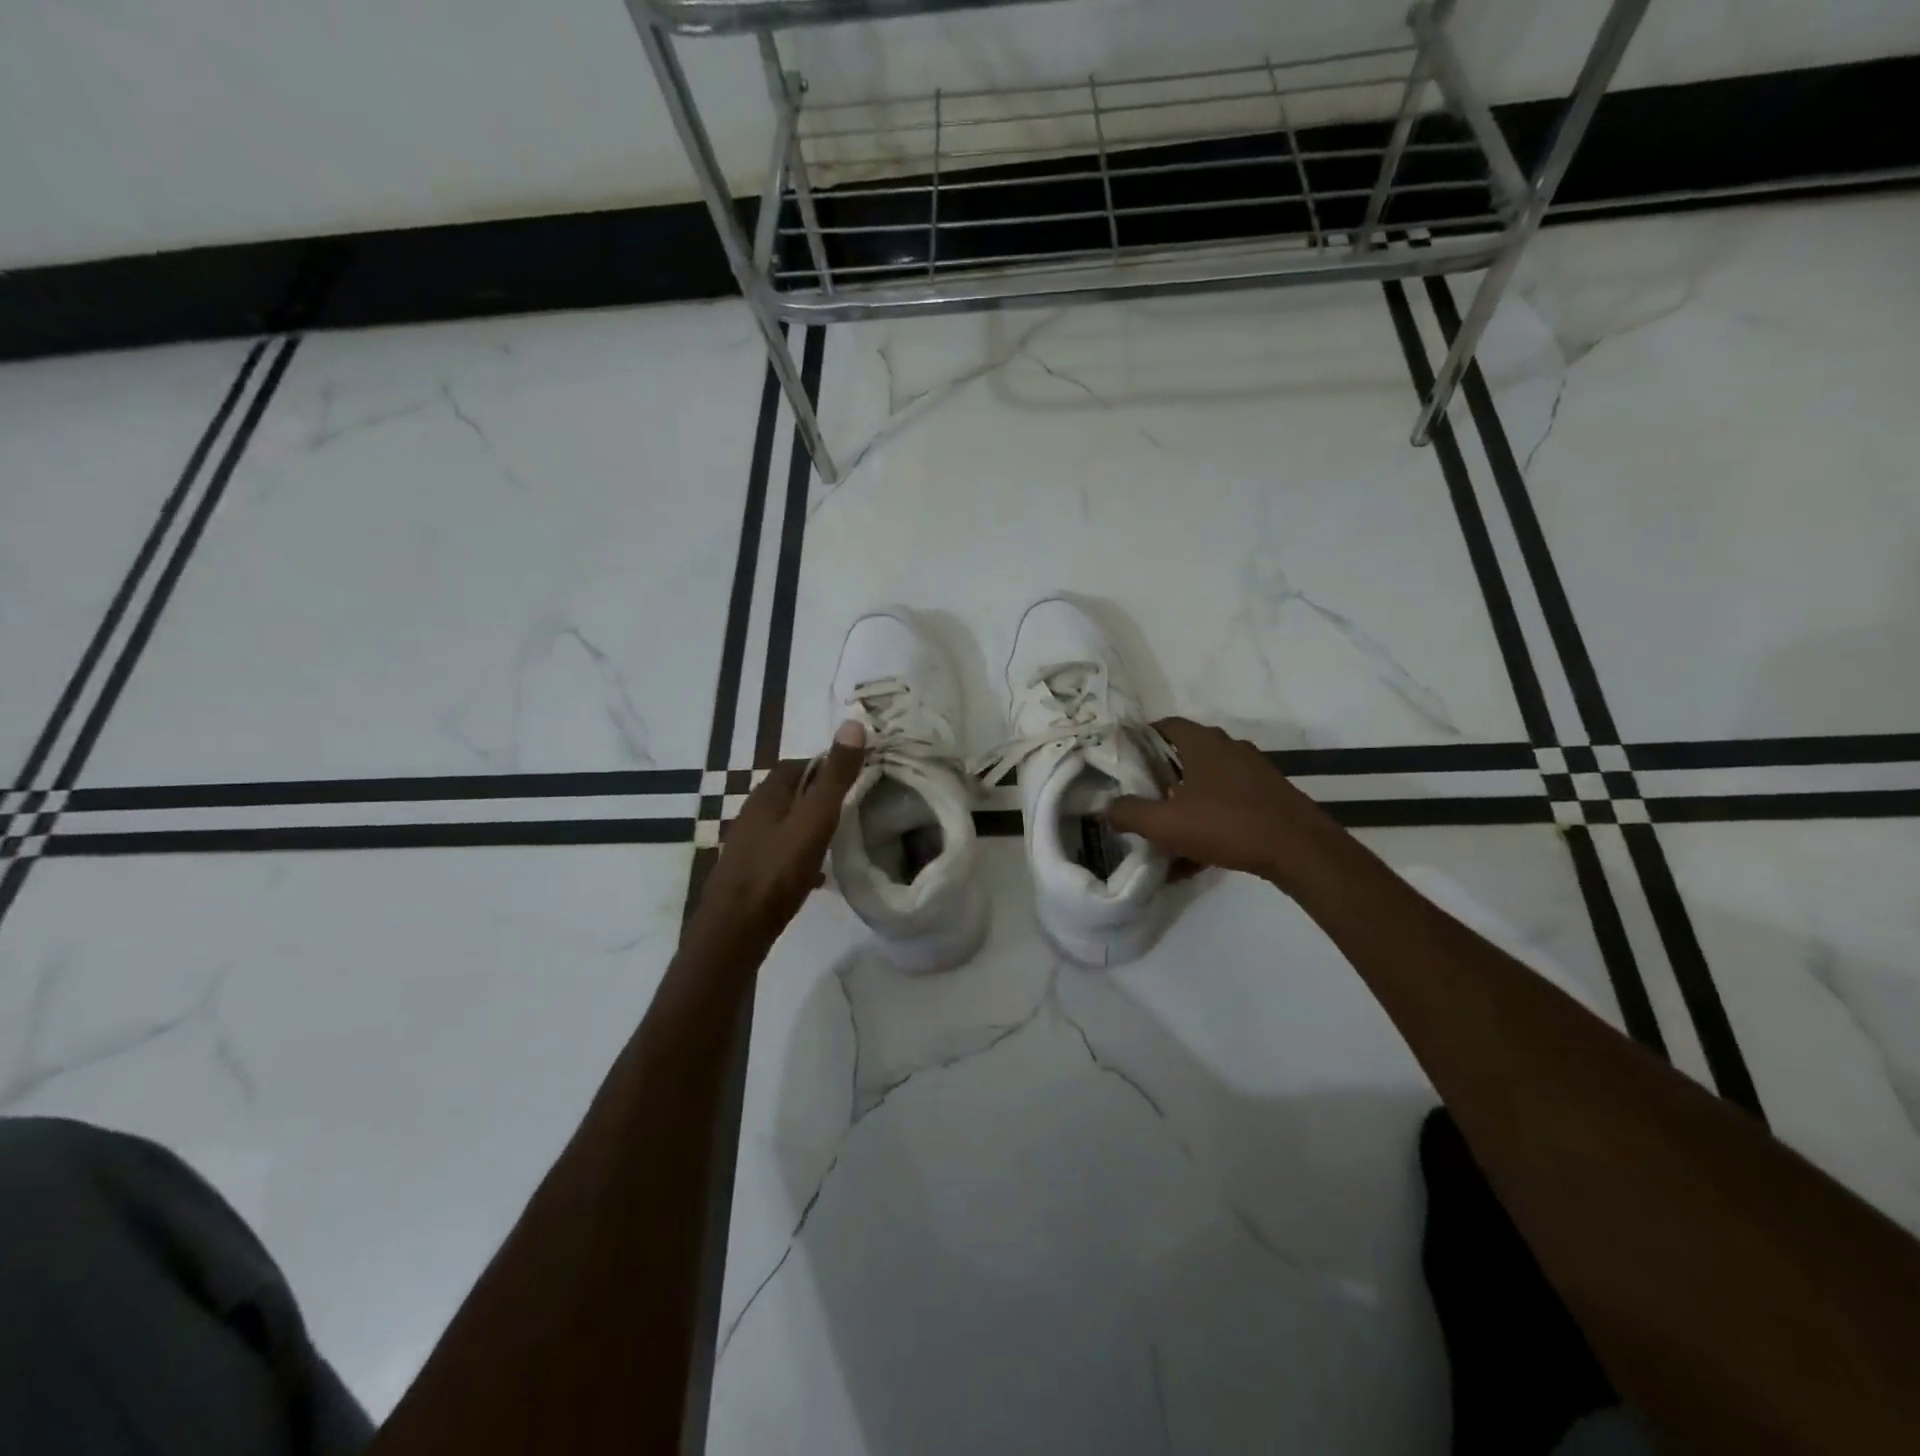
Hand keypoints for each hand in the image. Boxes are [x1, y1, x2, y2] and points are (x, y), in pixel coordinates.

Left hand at [683, 722, 865, 958]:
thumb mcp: (814, 820)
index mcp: (768, 794)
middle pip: (792, 793)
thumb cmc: (777, 870)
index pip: (799, 764)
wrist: (735, 930)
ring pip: (787, 822)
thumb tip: (854, 724)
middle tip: (855, 804)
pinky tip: (820, 872)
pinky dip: (802, 853)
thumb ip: (835, 777)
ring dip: (811, 823)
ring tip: (842, 836)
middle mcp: (754, 813)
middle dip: (821, 794)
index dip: (827, 764)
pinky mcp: (751, 871)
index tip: (856, 774)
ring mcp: (750, 843)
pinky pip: (782, 851)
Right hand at [1107, 717, 1339, 889]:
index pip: (1166, 725)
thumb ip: (1130, 813)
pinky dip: (1209, 817)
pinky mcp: (1268, 795)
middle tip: (1141, 794)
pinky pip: (1228, 801)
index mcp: (1203, 743)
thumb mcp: (1167, 824)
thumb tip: (1106, 808)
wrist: (1299, 850)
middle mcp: (1229, 747)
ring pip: (1208, 780)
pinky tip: (1199, 853)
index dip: (1142, 738)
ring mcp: (1253, 771)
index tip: (1124, 758)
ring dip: (1186, 799)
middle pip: (1186, 753)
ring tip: (1168, 826)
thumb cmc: (1228, 825)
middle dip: (1162, 774)